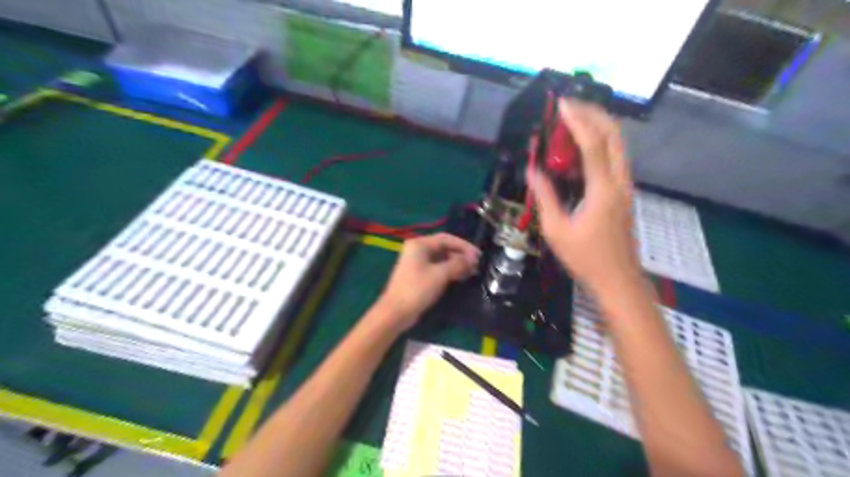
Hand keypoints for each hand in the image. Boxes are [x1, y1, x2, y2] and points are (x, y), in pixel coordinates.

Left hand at [377, 233, 476, 329]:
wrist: (396, 312)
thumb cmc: (417, 289)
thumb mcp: (440, 274)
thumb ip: (458, 264)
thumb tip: (473, 259)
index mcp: (419, 244)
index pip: (446, 238)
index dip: (464, 245)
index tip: (478, 255)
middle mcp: (417, 249)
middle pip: (444, 247)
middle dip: (461, 255)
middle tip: (477, 265)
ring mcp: (417, 262)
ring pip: (441, 258)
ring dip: (457, 263)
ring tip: (472, 271)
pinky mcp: (418, 275)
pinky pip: (437, 267)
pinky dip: (449, 270)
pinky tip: (461, 277)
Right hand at [530, 99, 641, 297]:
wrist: (618, 279)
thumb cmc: (585, 258)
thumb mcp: (556, 230)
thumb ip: (545, 197)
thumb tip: (532, 170)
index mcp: (603, 190)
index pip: (593, 144)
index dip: (577, 121)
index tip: (561, 105)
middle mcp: (620, 181)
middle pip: (614, 135)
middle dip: (594, 113)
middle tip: (569, 105)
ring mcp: (626, 186)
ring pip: (619, 144)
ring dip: (599, 125)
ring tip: (575, 118)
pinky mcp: (624, 192)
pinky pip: (616, 157)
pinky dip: (602, 141)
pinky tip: (584, 144)